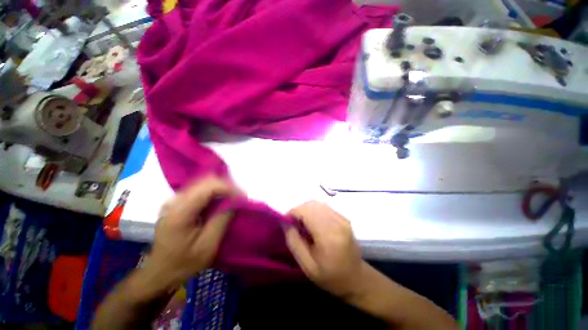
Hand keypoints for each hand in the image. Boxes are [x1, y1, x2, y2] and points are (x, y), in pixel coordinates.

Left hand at [144, 176, 238, 288]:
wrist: (161, 272)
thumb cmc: (184, 263)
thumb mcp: (208, 245)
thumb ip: (222, 219)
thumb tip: (235, 200)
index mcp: (180, 212)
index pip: (208, 187)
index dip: (229, 188)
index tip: (243, 197)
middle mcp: (174, 201)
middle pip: (206, 181)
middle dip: (227, 186)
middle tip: (240, 198)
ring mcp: (174, 200)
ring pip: (203, 183)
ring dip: (222, 188)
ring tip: (234, 199)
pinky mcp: (177, 202)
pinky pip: (200, 189)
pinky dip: (214, 192)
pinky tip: (221, 201)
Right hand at [284, 201, 366, 298]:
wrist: (356, 279)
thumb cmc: (330, 277)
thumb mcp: (307, 266)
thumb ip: (294, 242)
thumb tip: (284, 222)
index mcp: (328, 235)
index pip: (306, 211)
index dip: (293, 212)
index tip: (285, 221)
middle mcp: (337, 222)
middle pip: (312, 204)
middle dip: (299, 210)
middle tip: (293, 224)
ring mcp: (342, 218)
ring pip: (318, 203)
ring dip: (306, 210)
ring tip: (302, 224)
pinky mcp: (344, 218)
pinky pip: (325, 207)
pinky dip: (315, 211)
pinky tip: (313, 223)